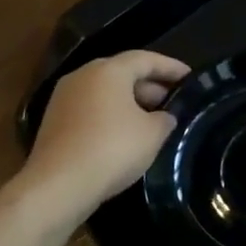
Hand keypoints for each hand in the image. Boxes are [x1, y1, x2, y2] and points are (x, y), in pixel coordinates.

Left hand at [25, 50, 189, 212]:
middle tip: (174, 101)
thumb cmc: (112, 149)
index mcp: (108, 71)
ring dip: (131, 102)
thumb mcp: (153, 134)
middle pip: (123, 73)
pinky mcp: (54, 122)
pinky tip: (127, 136)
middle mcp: (82, 77)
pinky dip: (112, 116)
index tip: (191, 77)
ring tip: (154, 120)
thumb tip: (164, 117)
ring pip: (106, 92)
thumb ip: (165, 119)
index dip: (171, 67)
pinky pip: (91, 110)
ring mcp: (64, 99)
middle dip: (151, 86)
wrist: (58, 186)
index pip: (146, 59)